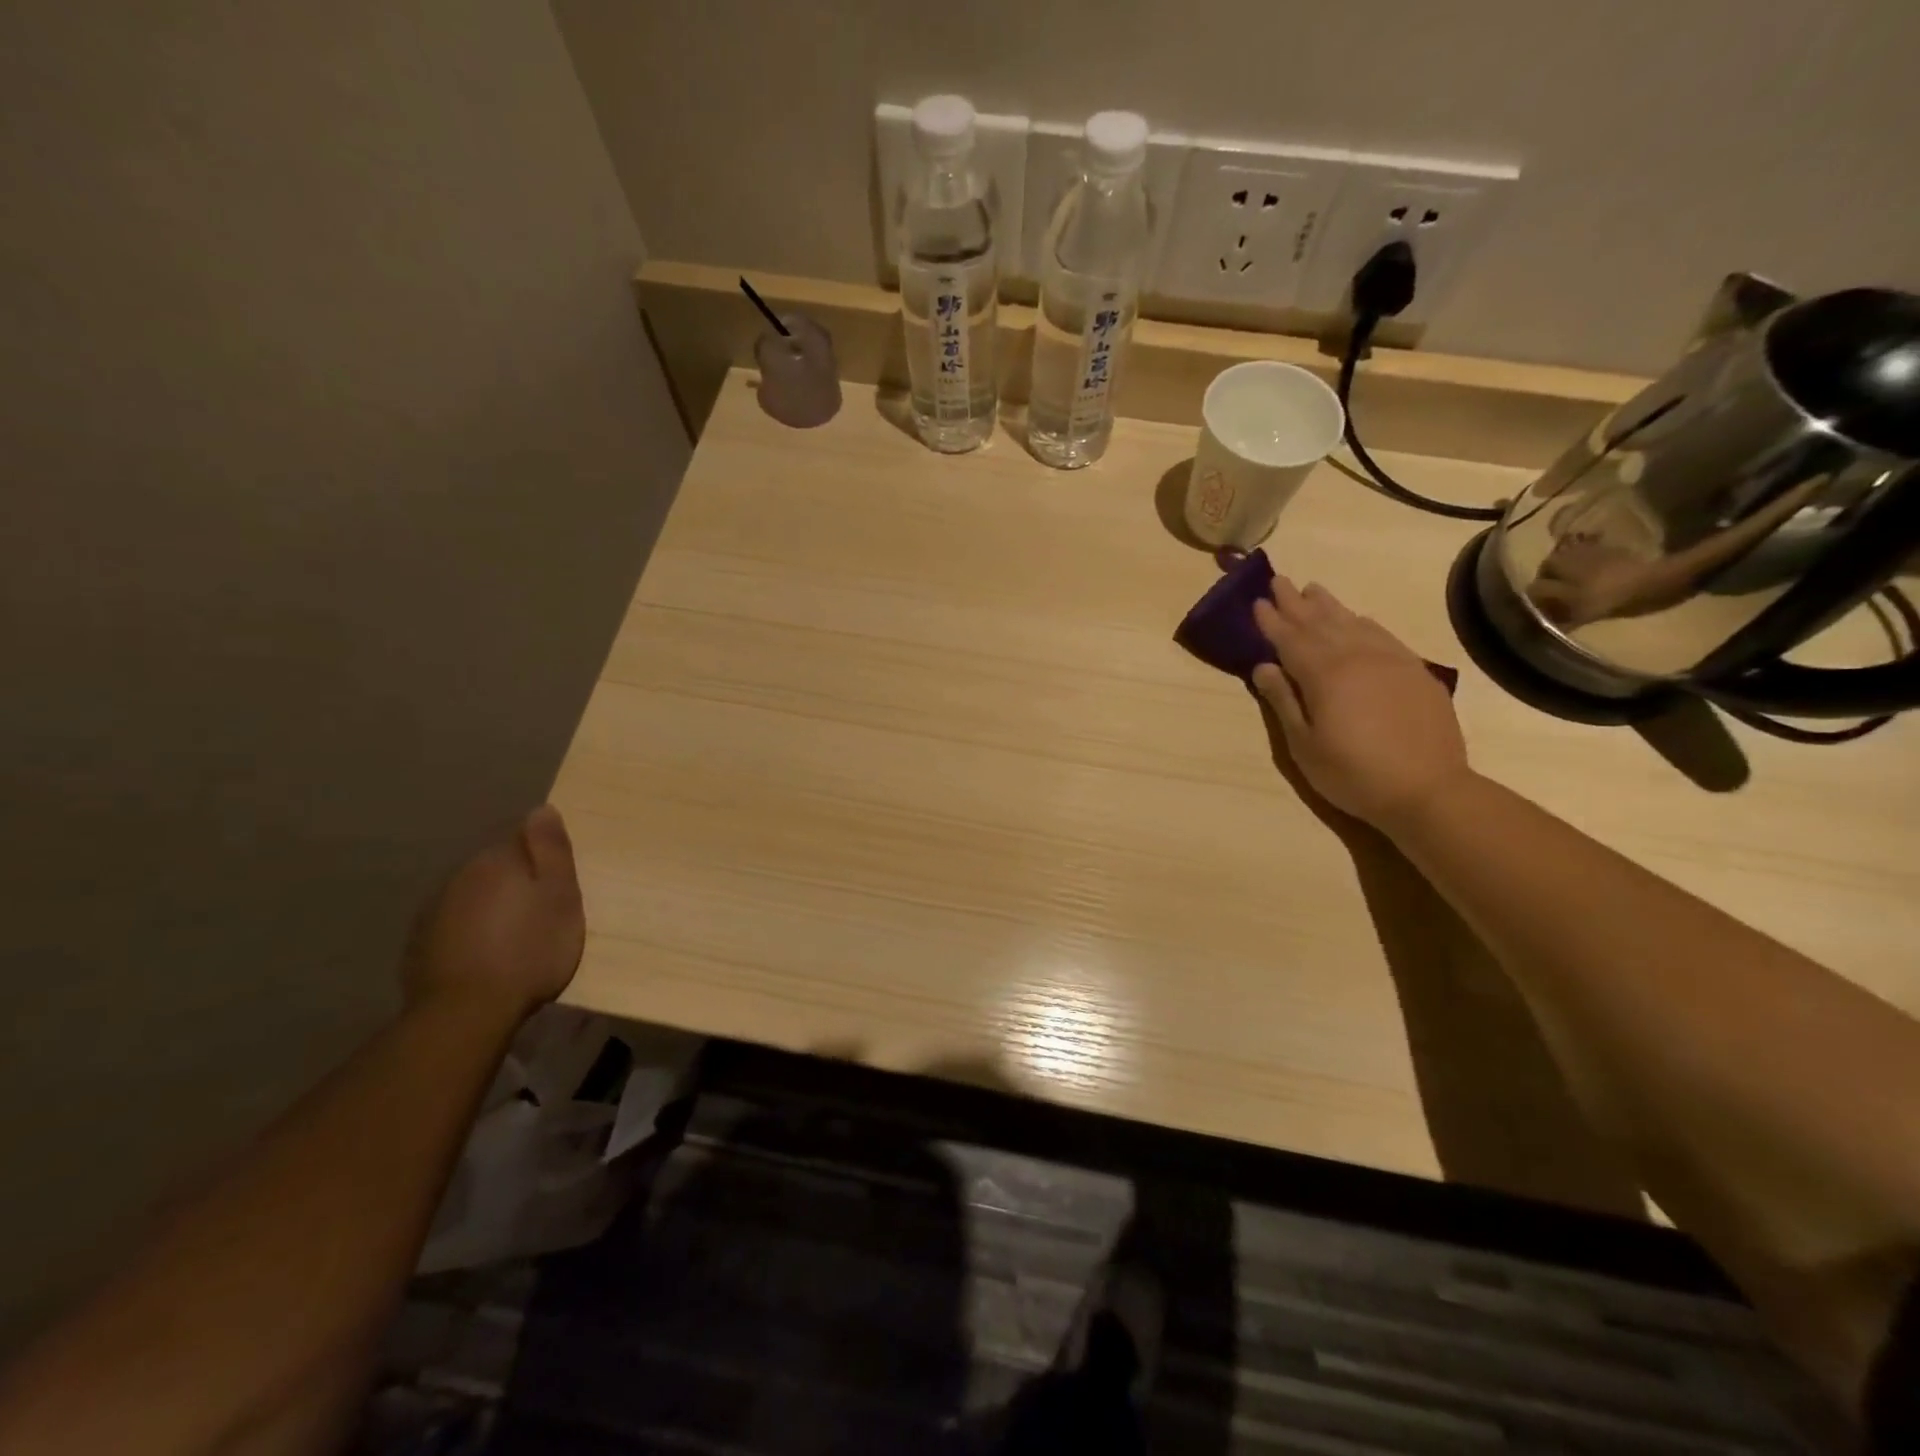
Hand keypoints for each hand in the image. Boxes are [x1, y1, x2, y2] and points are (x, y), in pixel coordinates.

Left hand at [404, 805, 584, 1019]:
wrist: (467, 1011)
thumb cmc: (530, 949)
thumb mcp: (560, 896)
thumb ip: (552, 851)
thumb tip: (542, 808)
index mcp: (497, 860)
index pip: (522, 836)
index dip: (544, 854)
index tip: (559, 878)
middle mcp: (460, 875)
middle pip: (496, 865)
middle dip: (517, 879)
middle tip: (543, 908)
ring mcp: (435, 910)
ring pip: (473, 894)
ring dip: (493, 905)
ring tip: (515, 934)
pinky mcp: (421, 944)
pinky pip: (455, 924)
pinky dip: (471, 931)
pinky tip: (486, 953)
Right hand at [1250, 577, 1470, 831]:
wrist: (1429, 790)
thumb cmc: (1353, 774)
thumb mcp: (1304, 746)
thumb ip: (1283, 702)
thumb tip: (1263, 667)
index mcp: (1324, 675)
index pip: (1290, 639)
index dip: (1271, 621)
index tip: (1257, 602)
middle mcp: (1356, 657)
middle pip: (1320, 622)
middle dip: (1296, 602)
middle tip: (1279, 580)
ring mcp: (1390, 661)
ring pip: (1353, 622)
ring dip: (1329, 605)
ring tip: (1313, 589)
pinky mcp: (1415, 671)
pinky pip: (1383, 635)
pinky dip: (1364, 622)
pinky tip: (1358, 618)